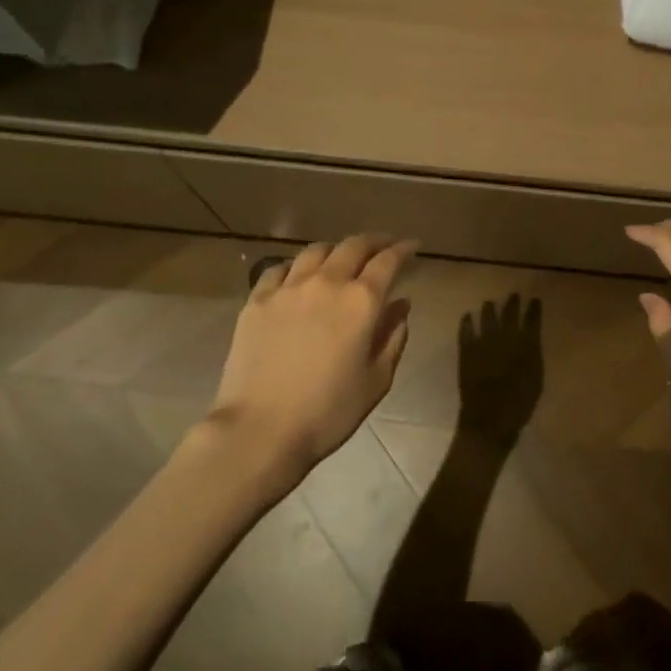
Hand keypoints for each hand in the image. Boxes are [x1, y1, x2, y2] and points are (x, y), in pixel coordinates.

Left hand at [205, 234, 417, 479]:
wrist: (260, 430)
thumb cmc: (328, 412)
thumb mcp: (376, 380)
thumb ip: (393, 337)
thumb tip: (401, 305)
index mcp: (361, 301)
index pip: (388, 261)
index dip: (403, 249)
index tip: (412, 245)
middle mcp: (327, 282)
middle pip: (353, 246)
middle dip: (373, 241)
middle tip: (384, 245)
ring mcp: (288, 288)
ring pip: (316, 250)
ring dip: (336, 249)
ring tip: (341, 257)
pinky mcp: (257, 300)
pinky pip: (279, 268)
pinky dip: (296, 266)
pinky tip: (298, 276)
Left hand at [456, 295, 544, 447]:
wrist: (490, 419)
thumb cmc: (519, 404)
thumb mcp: (535, 379)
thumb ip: (533, 356)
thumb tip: (531, 341)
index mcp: (526, 345)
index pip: (532, 320)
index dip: (534, 309)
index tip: (535, 300)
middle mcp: (505, 338)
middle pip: (509, 314)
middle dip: (513, 303)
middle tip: (514, 295)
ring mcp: (483, 343)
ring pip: (487, 318)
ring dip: (489, 309)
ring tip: (489, 303)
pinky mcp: (467, 351)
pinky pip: (465, 331)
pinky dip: (466, 322)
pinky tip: (467, 316)